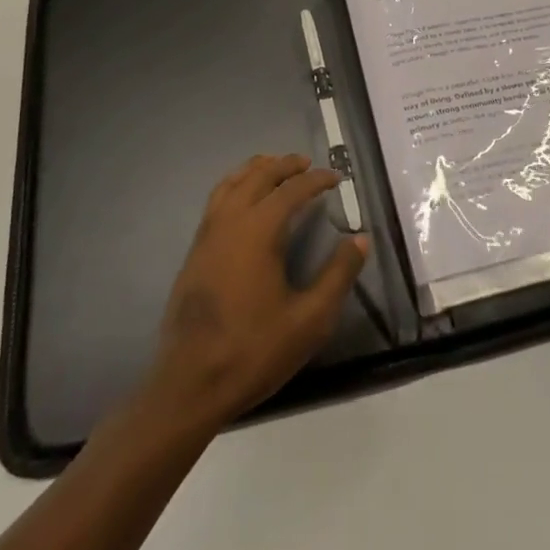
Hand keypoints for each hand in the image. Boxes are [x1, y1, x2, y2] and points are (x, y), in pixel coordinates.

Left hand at [147, 154, 368, 432]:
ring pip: (231, 184)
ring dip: (255, 171)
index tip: (336, 178)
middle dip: (284, 165)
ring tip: (274, 169)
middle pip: (257, 176)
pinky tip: (244, 202)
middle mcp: (229, 222)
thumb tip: (360, 240)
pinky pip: (216, 201)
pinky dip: (235, 186)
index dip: (316, 179)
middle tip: (307, 164)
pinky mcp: (194, 252)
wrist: (189, 386)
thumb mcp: (309, 320)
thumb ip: (337, 276)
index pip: (291, 189)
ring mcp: (206, 236)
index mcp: (258, 231)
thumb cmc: (253, 351)